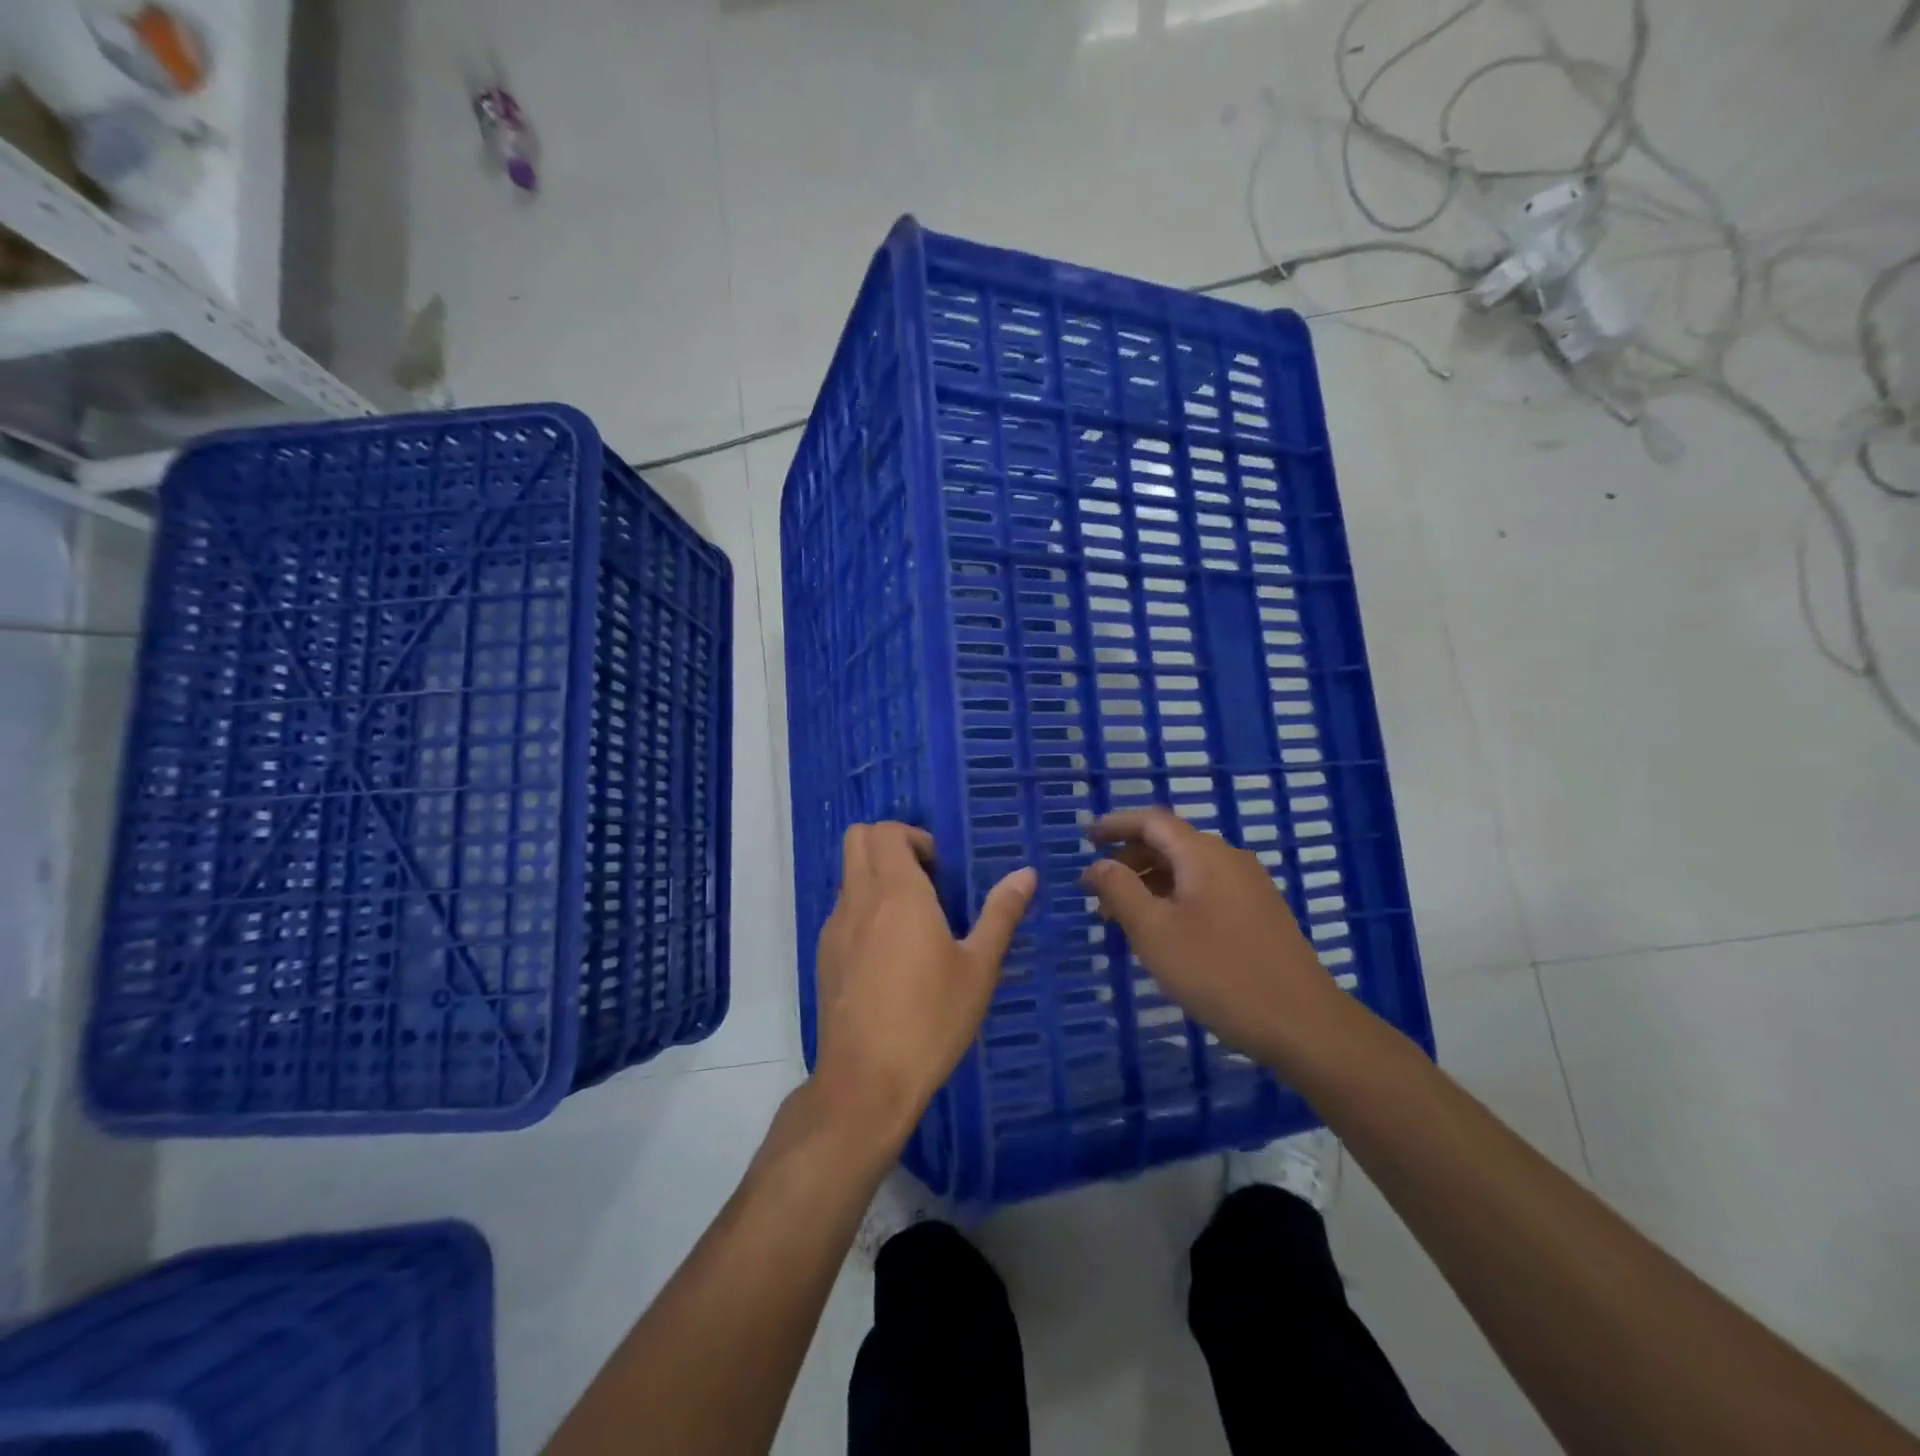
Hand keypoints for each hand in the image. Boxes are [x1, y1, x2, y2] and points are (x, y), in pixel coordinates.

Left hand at [812, 823, 1035, 1149]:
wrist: (866, 1081)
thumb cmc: (930, 1019)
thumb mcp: (978, 968)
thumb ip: (1001, 914)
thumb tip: (1026, 874)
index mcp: (896, 893)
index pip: (886, 831)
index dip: (915, 837)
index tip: (942, 870)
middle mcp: (858, 899)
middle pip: (859, 839)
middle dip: (892, 845)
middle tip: (928, 881)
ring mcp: (835, 928)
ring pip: (849, 875)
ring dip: (878, 877)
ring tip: (915, 922)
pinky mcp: (825, 956)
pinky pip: (844, 910)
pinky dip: (866, 909)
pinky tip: (892, 956)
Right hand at [1080, 807, 1332, 1059]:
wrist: (1303, 1024)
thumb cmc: (1219, 972)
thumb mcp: (1154, 932)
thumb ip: (1120, 891)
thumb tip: (1099, 865)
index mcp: (1203, 854)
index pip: (1151, 821)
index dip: (1115, 825)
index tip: (1085, 838)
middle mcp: (1229, 859)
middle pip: (1170, 842)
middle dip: (1129, 859)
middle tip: (1096, 889)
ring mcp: (1250, 886)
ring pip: (1188, 869)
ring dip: (1150, 882)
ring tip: (1121, 916)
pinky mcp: (1259, 913)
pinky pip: (1206, 889)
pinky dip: (1174, 897)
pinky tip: (1163, 930)